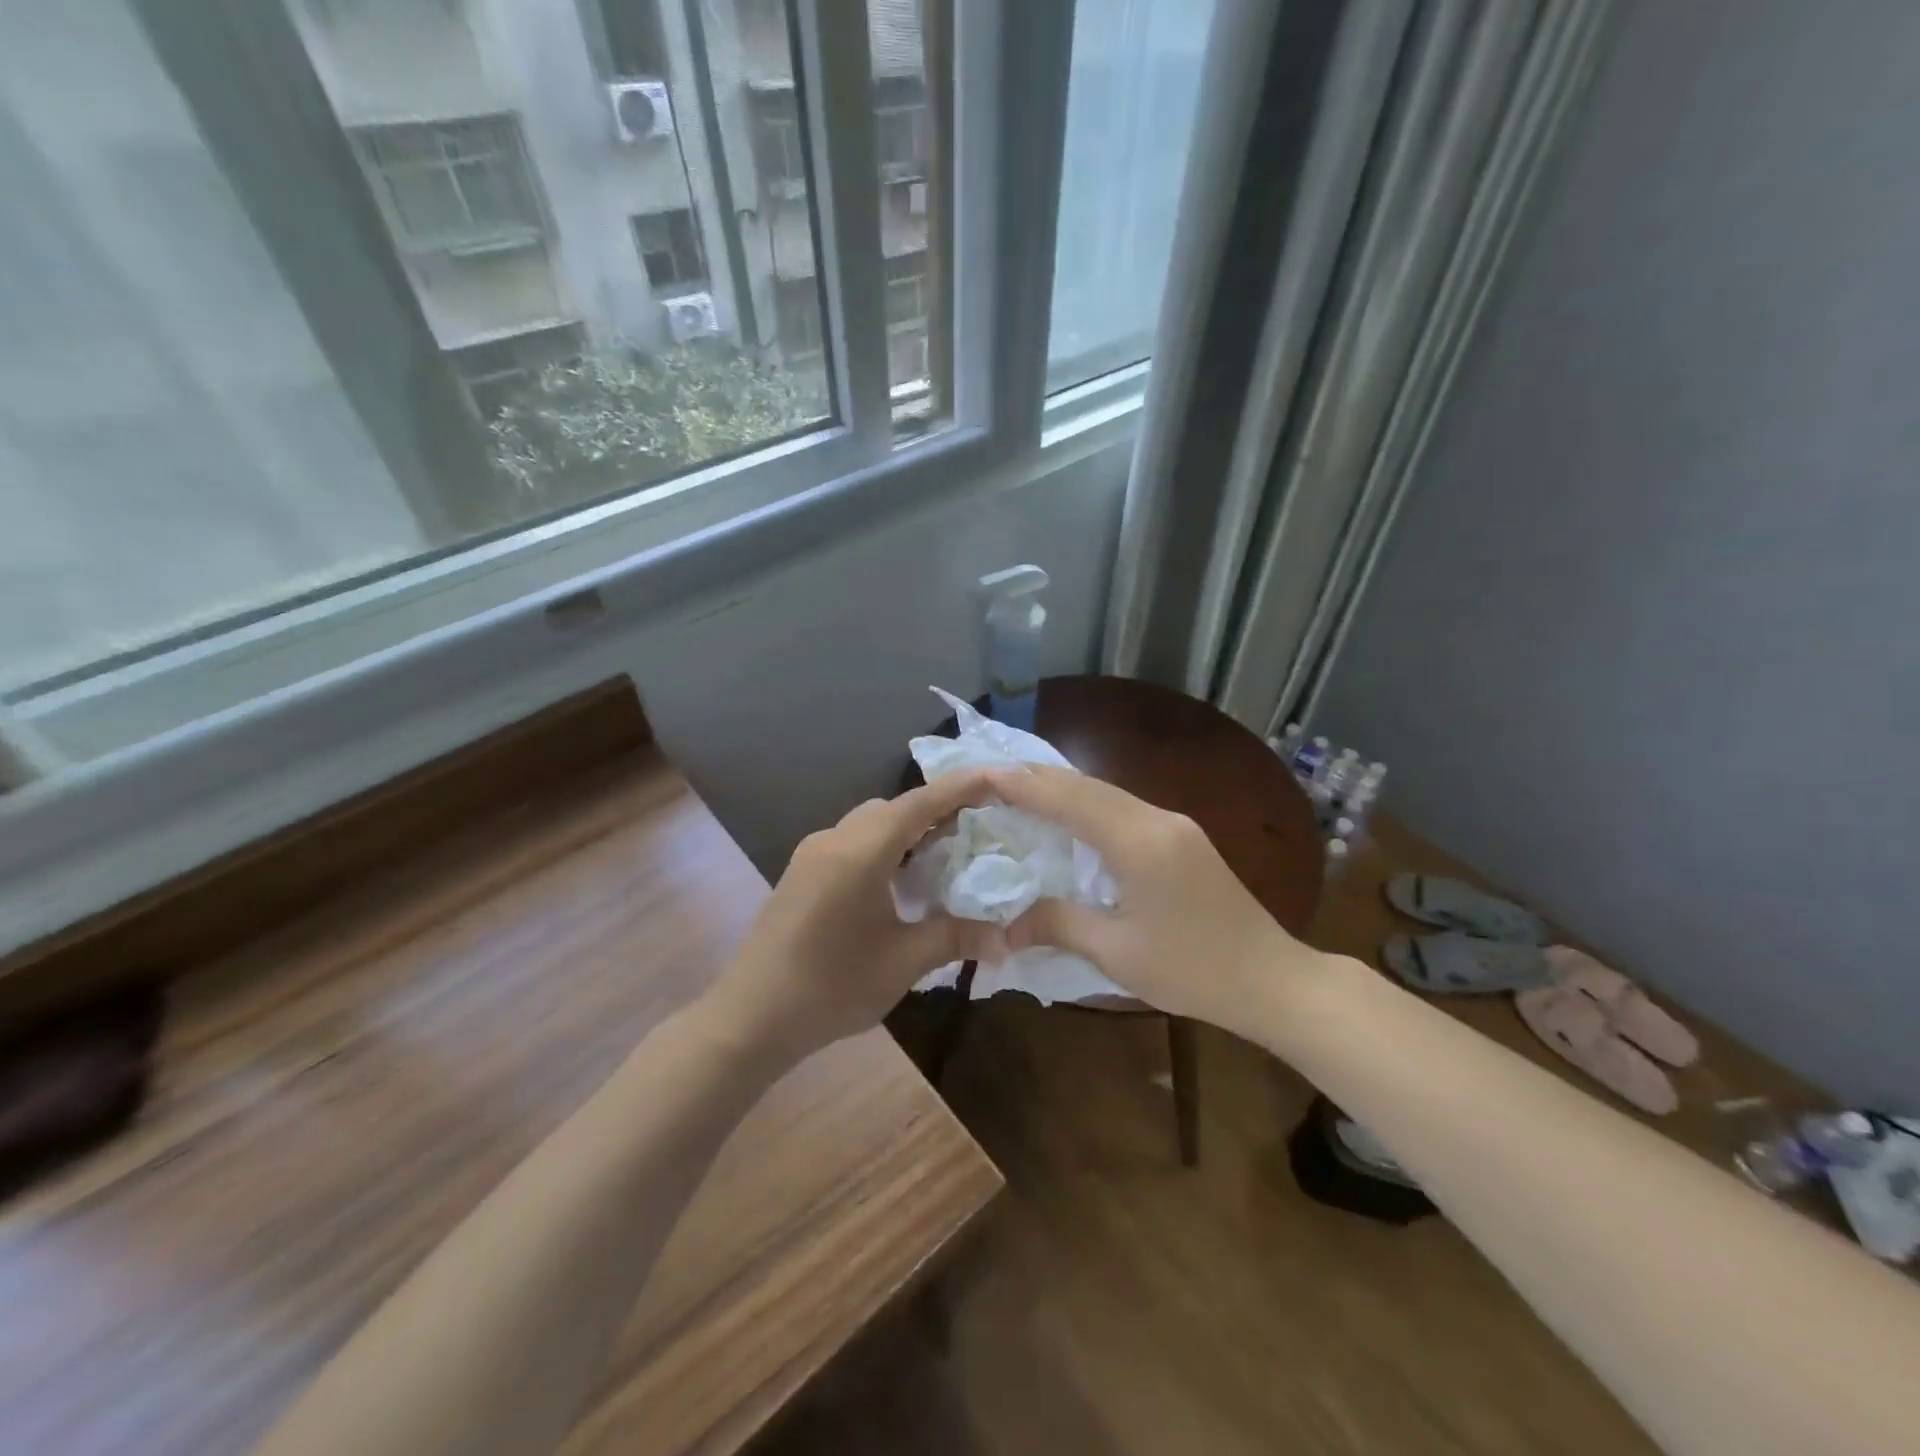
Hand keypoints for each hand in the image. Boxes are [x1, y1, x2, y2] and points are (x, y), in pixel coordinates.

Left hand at [707, 772, 1006, 1065]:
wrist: (751, 1016)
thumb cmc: (831, 987)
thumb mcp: (902, 963)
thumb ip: (955, 938)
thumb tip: (1007, 938)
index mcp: (860, 852)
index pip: (918, 804)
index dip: (958, 788)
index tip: (994, 777)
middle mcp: (834, 840)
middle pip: (893, 808)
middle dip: (935, 808)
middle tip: (978, 822)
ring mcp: (812, 854)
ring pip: (870, 823)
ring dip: (907, 827)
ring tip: (946, 847)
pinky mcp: (801, 872)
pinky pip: (851, 841)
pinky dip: (884, 844)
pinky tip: (900, 874)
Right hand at [986, 765, 1318, 1038]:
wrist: (1272, 979)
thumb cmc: (1193, 970)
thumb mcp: (1117, 952)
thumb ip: (1058, 925)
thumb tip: (1004, 927)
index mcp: (1140, 842)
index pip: (1070, 800)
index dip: (1025, 785)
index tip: (984, 773)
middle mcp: (1158, 820)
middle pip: (1089, 786)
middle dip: (1039, 778)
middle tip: (992, 776)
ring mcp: (1175, 826)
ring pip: (1107, 793)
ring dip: (1063, 789)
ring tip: (1020, 789)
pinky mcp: (1182, 839)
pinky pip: (1123, 808)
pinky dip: (1087, 806)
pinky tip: (1068, 816)